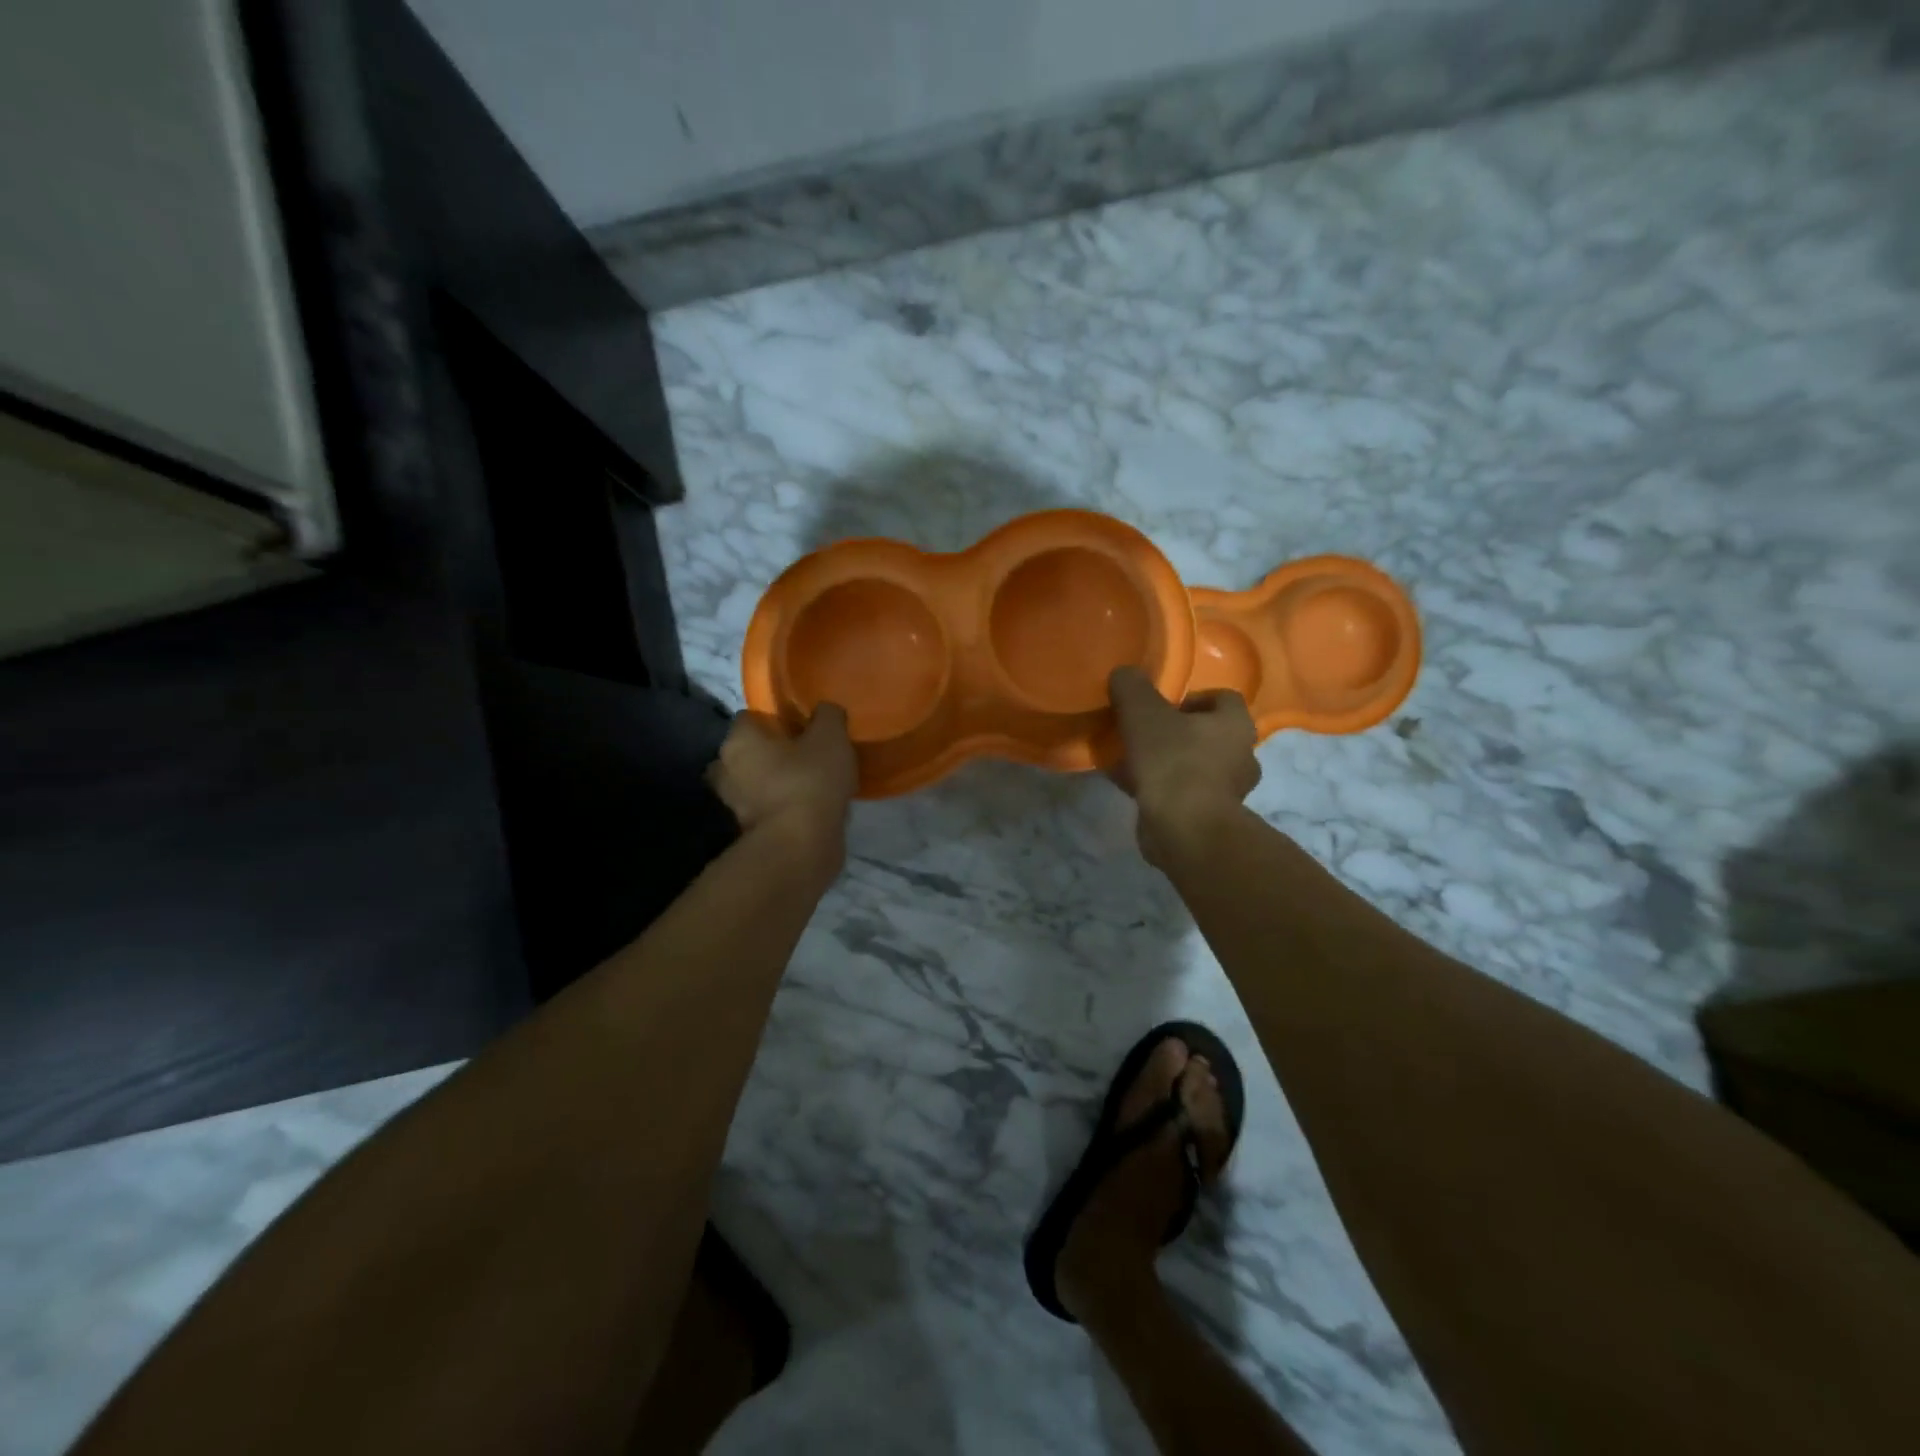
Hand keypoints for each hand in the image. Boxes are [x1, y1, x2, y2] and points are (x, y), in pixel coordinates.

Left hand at [708, 705, 857, 855]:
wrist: (800, 847)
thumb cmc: (810, 781)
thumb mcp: (831, 736)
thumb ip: (828, 715)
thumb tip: (825, 710)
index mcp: (738, 740)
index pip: (749, 717)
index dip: (775, 719)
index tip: (801, 727)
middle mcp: (725, 769)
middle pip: (747, 752)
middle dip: (769, 754)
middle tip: (803, 756)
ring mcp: (733, 805)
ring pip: (754, 784)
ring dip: (774, 784)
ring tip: (809, 785)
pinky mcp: (747, 833)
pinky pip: (765, 810)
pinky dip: (781, 809)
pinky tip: (808, 809)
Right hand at [1108, 667, 1260, 864]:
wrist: (1185, 830)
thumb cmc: (1172, 762)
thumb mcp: (1143, 713)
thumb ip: (1132, 687)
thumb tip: (1124, 673)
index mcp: (1235, 724)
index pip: (1224, 698)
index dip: (1192, 697)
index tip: (1162, 706)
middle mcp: (1242, 756)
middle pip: (1209, 734)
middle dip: (1178, 733)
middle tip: (1145, 734)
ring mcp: (1229, 791)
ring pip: (1196, 766)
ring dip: (1169, 763)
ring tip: (1133, 763)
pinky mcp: (1211, 818)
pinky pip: (1184, 794)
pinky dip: (1162, 789)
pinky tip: (1132, 788)